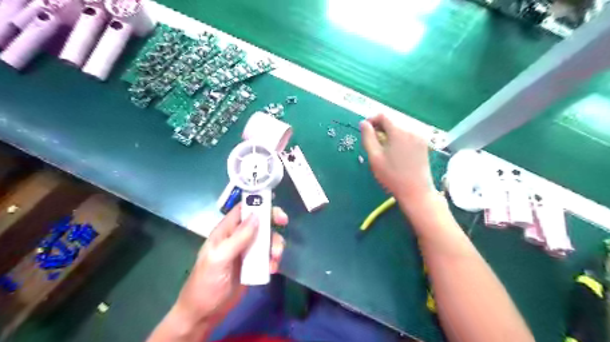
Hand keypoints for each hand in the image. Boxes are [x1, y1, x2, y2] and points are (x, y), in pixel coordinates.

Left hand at [170, 206, 287, 325]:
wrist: (205, 313)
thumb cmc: (206, 283)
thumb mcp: (219, 258)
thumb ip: (238, 238)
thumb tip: (257, 216)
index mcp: (226, 231)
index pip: (243, 209)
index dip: (258, 203)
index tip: (274, 202)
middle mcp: (238, 237)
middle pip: (260, 222)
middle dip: (273, 221)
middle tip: (284, 222)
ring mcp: (247, 251)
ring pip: (267, 239)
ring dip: (275, 244)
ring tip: (275, 258)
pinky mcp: (254, 265)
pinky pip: (268, 256)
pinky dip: (274, 260)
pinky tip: (272, 269)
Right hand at [359, 113, 435, 202]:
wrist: (416, 191)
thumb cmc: (392, 175)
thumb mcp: (375, 157)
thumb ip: (368, 137)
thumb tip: (363, 123)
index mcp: (398, 131)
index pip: (383, 115)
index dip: (371, 119)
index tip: (365, 130)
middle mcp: (411, 129)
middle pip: (392, 121)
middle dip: (380, 128)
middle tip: (372, 142)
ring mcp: (419, 136)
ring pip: (400, 128)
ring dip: (389, 133)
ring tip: (383, 148)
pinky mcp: (423, 144)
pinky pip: (408, 134)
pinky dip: (398, 138)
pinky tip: (395, 151)